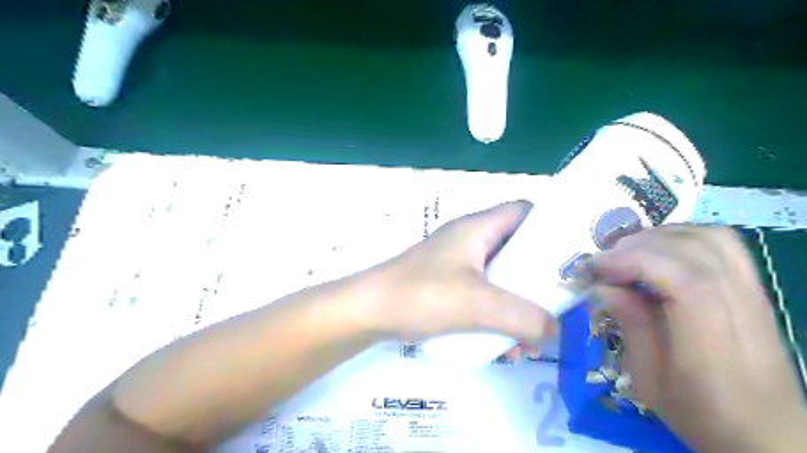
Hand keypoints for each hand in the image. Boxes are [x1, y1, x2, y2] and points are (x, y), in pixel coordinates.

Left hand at [365, 200, 555, 347]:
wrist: (368, 311)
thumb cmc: (421, 295)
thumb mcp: (477, 305)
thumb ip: (523, 317)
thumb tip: (554, 330)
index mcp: (477, 228)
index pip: (523, 211)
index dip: (549, 226)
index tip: (572, 255)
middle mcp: (470, 240)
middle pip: (517, 247)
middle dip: (538, 277)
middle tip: (558, 303)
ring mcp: (458, 263)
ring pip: (502, 275)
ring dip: (518, 303)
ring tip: (530, 337)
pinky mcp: (449, 284)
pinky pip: (484, 293)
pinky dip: (497, 314)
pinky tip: (502, 345)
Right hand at [588, 227, 805, 452]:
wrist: (767, 434)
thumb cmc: (701, 413)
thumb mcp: (650, 380)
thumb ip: (632, 326)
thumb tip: (604, 286)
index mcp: (713, 343)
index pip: (684, 279)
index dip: (634, 262)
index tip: (596, 267)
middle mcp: (742, 308)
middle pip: (694, 250)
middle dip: (638, 247)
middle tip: (604, 263)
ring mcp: (754, 294)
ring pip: (710, 238)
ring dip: (659, 236)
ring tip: (627, 254)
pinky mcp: (754, 288)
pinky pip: (721, 243)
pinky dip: (682, 236)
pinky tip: (657, 251)